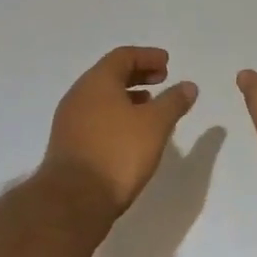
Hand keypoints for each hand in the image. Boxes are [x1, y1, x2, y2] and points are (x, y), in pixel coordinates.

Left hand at [42, 47, 197, 216]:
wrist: (73, 200)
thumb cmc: (117, 153)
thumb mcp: (155, 124)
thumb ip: (173, 102)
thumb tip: (188, 86)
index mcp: (97, 82)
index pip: (123, 56)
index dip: (147, 56)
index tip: (167, 63)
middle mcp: (79, 95)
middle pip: (110, 74)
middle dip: (138, 74)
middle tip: (162, 79)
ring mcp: (69, 121)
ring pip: (102, 98)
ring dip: (127, 96)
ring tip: (150, 106)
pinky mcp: (68, 144)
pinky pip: (95, 117)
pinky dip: (116, 115)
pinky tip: (131, 133)